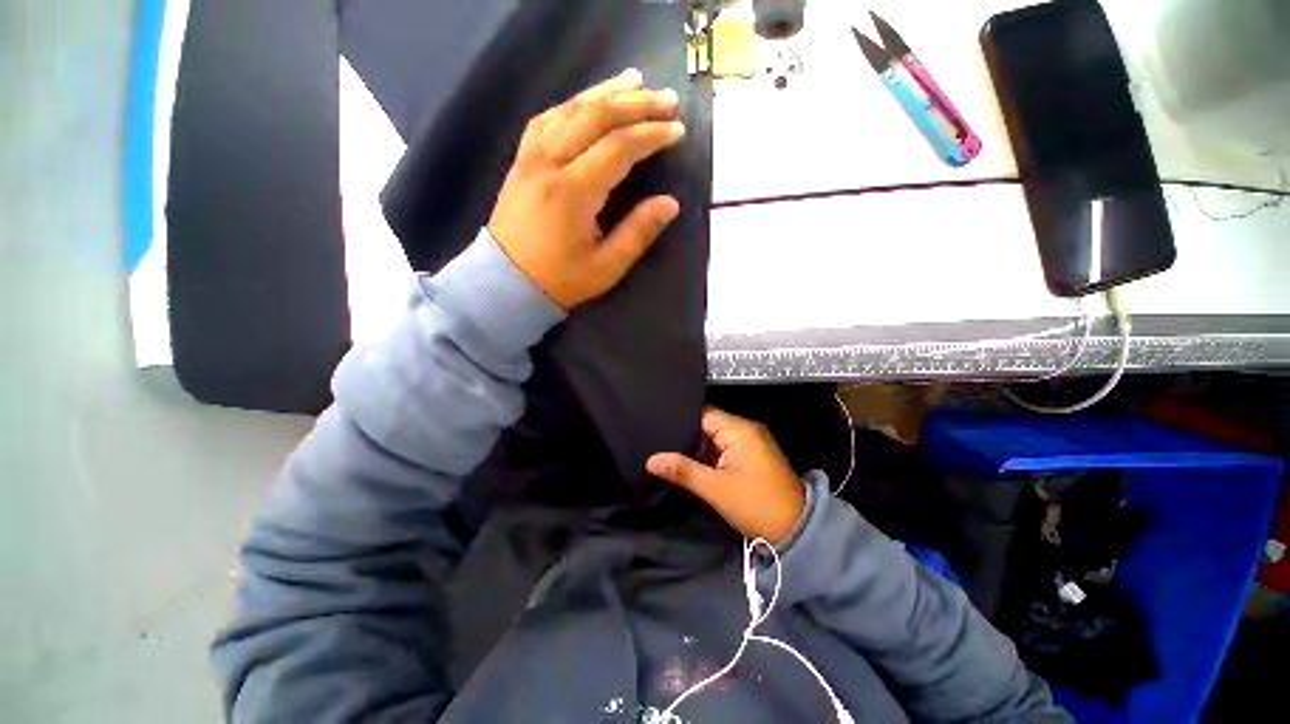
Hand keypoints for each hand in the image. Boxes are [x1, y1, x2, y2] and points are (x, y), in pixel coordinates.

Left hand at [489, 69, 685, 309]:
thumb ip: (638, 232)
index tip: (677, 130)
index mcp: (573, 192)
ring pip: (570, 109)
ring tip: (634, 81)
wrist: (506, 282)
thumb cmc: (560, 280)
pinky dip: (572, 104)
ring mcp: (530, 157)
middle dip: (636, 103)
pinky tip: (588, 101)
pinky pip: (546, 119)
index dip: (651, 135)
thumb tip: (671, 203)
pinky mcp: (521, 160)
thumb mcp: (606, 266)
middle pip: (596, 117)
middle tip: (667, 98)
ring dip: (605, 92)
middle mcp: (550, 163)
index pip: (619, 147)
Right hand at [648, 407, 806, 545]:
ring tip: (669, 454)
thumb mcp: (715, 489)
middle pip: (708, 426)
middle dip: (686, 438)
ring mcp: (750, 444)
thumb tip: (651, 460)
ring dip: (697, 450)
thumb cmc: (756, 505)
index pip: (703, 415)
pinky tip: (690, 465)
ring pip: (714, 439)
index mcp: (740, 430)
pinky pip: (723, 450)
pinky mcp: (751, 457)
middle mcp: (746, 430)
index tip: (658, 430)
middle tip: (659, 445)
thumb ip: (683, 470)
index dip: (681, 422)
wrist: (797, 531)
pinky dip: (709, 457)